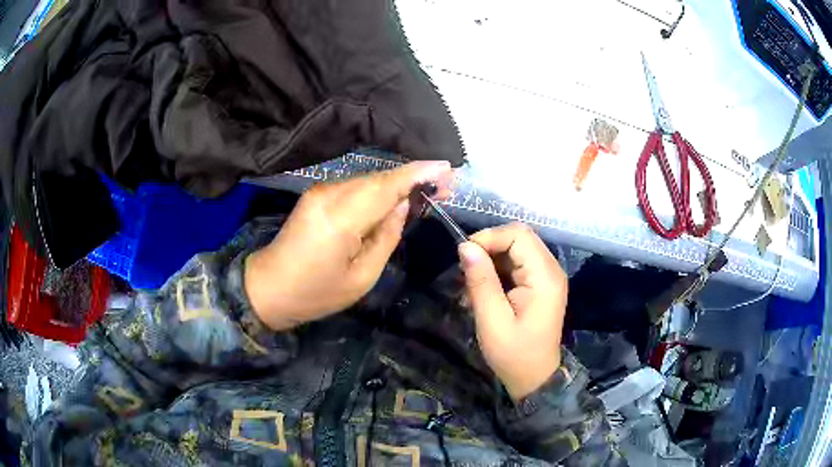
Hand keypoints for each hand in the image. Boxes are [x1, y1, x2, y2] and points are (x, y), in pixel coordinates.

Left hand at [245, 161, 453, 330]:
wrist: (268, 287)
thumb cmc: (315, 293)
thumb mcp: (362, 278)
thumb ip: (386, 238)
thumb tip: (403, 207)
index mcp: (340, 220)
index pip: (386, 187)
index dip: (418, 174)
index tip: (448, 168)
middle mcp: (329, 195)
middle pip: (380, 179)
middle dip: (414, 177)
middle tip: (445, 184)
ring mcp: (320, 192)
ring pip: (369, 180)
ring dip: (398, 183)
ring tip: (427, 190)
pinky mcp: (316, 195)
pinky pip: (355, 187)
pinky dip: (379, 190)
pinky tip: (395, 198)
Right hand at [458, 223, 567, 400]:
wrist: (534, 377)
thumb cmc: (514, 354)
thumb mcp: (492, 321)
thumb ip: (481, 281)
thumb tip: (465, 246)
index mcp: (545, 277)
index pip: (518, 235)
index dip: (489, 237)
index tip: (464, 256)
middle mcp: (551, 269)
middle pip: (519, 237)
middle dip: (489, 247)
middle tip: (466, 269)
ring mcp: (548, 276)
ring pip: (516, 248)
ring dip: (491, 259)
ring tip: (472, 283)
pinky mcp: (541, 283)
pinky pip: (518, 262)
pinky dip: (498, 269)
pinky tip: (484, 289)